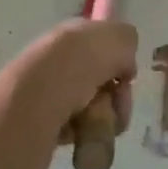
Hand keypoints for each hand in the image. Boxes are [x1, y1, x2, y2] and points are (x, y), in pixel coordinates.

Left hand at [0, 19, 138, 140]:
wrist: (39, 95)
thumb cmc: (81, 61)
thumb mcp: (120, 37)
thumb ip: (128, 42)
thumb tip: (124, 65)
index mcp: (73, 33)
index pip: (104, 48)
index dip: (120, 63)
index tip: (126, 77)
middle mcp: (59, 59)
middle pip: (101, 82)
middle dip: (116, 98)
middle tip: (118, 106)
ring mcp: (47, 91)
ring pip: (92, 108)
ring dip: (104, 118)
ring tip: (99, 123)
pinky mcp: (41, 122)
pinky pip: (76, 130)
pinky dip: (85, 135)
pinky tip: (81, 135)